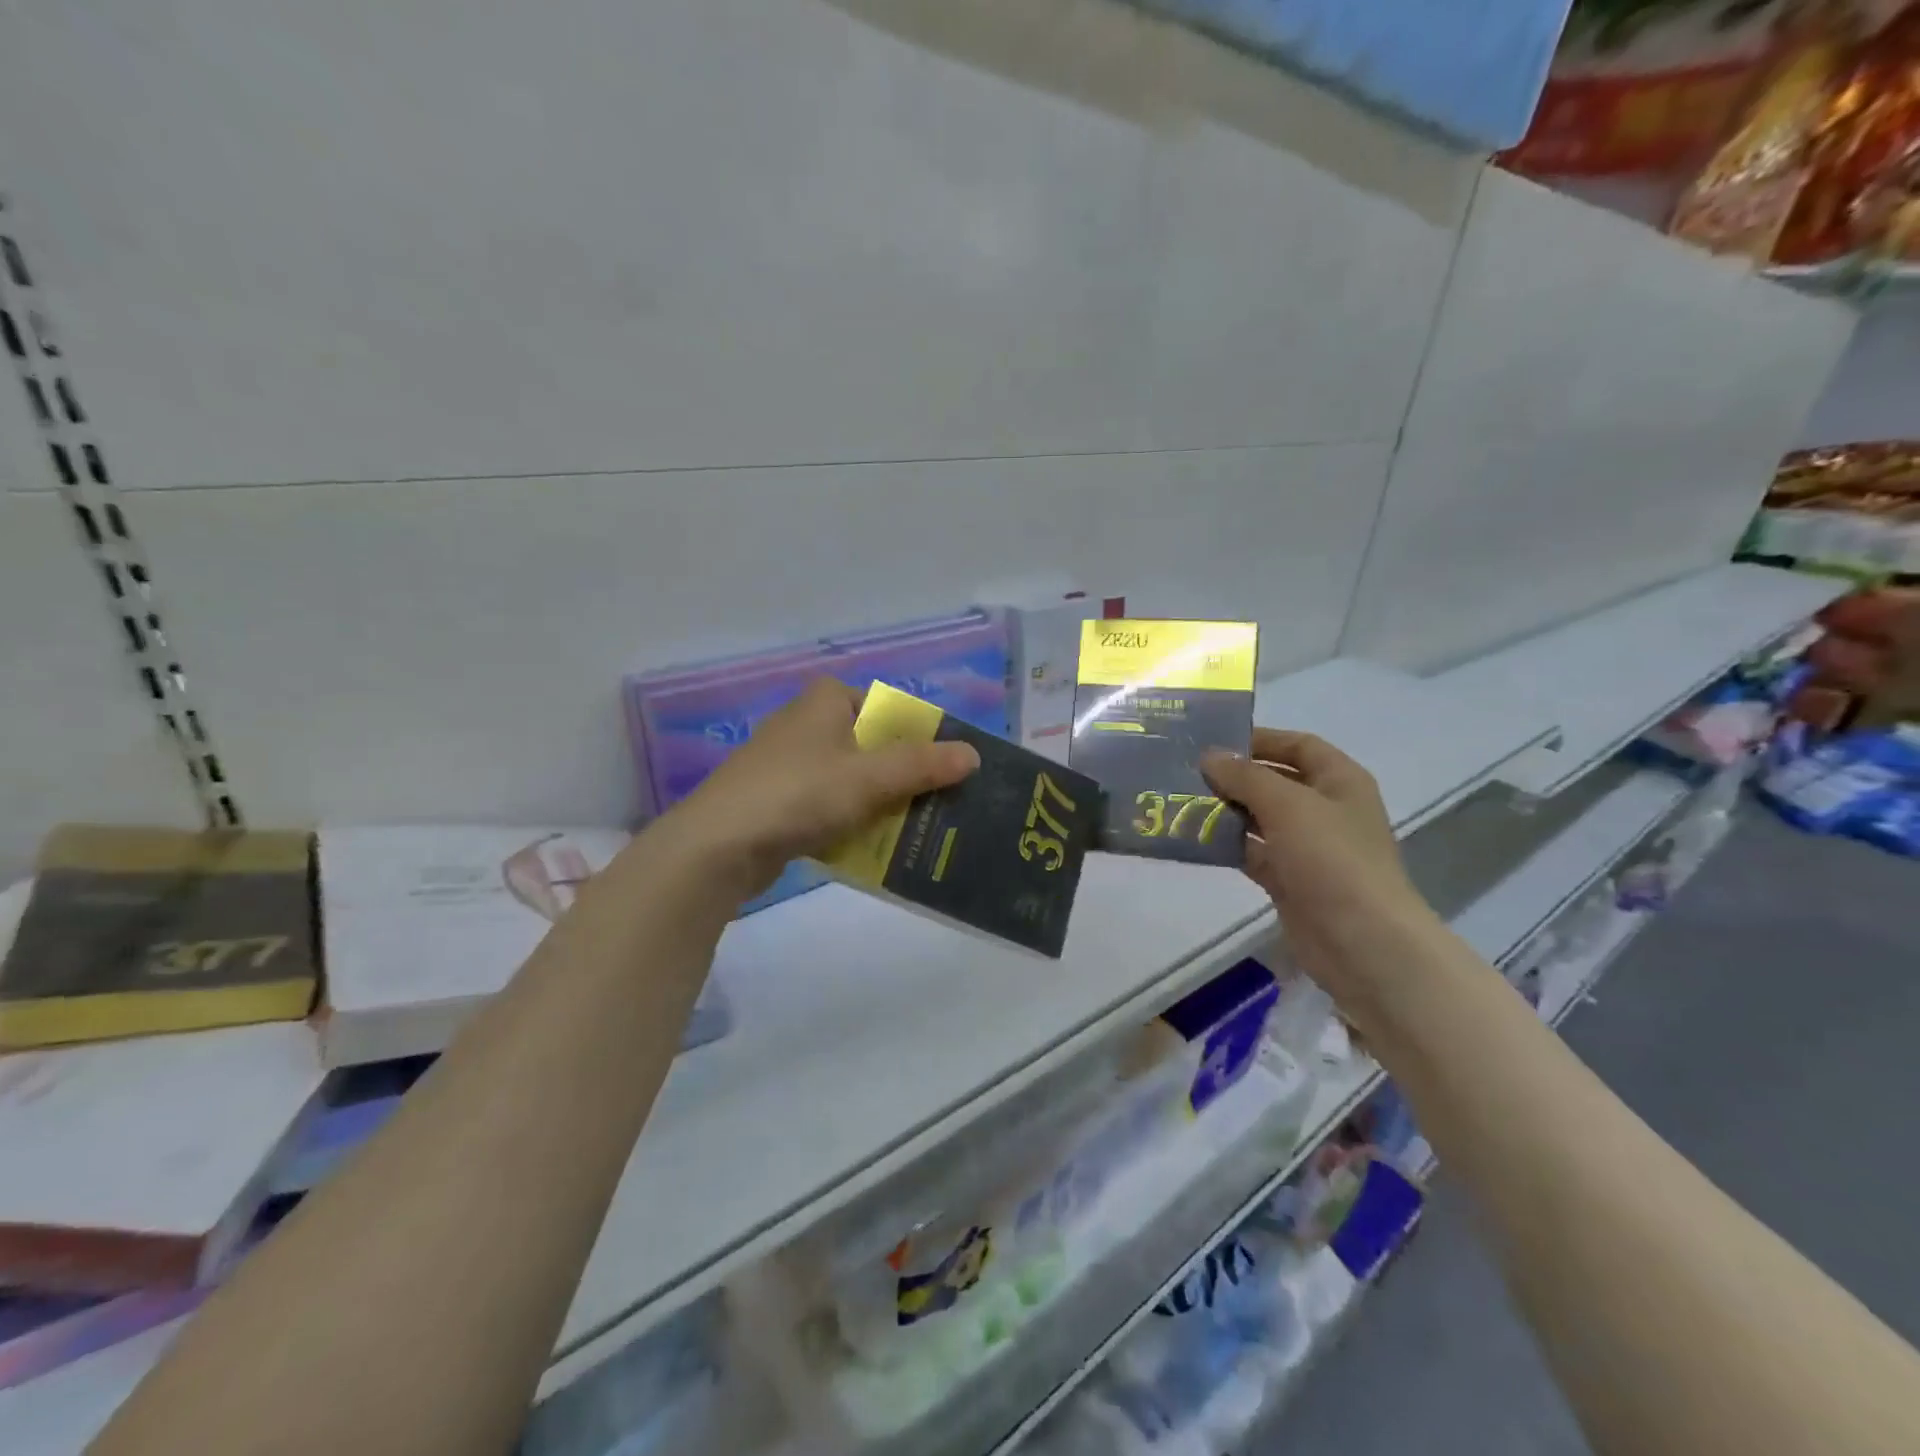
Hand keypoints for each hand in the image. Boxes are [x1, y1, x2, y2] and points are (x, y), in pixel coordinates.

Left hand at [665, 678, 980, 901]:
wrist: (718, 846)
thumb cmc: (799, 794)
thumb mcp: (869, 777)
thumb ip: (923, 764)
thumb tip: (973, 755)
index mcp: (826, 701)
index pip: (888, 707)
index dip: (920, 734)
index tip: (947, 766)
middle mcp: (807, 723)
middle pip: (874, 746)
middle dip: (906, 775)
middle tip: (942, 803)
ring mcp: (789, 764)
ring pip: (854, 779)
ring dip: (883, 804)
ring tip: (918, 831)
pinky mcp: (778, 801)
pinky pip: (830, 806)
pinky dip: (853, 822)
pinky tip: (875, 849)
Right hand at [1201, 729, 1438, 999]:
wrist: (1361, 942)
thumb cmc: (1332, 859)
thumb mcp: (1287, 805)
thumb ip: (1245, 777)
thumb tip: (1209, 756)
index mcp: (1340, 781)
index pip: (1299, 745)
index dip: (1261, 739)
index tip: (1215, 741)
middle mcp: (1326, 809)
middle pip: (1276, 781)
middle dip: (1235, 776)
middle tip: (1187, 772)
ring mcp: (1309, 847)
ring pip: (1261, 818)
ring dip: (1227, 811)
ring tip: (1182, 802)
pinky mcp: (1290, 880)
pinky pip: (1254, 852)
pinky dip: (1228, 845)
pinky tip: (1195, 839)